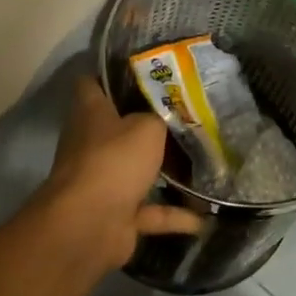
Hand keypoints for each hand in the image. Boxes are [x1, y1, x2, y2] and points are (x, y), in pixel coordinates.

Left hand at [35, 78, 204, 270]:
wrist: (89, 226)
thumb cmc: (114, 160)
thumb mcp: (147, 126)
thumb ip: (159, 118)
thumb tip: (165, 120)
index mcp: (91, 113)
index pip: (92, 84)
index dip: (112, 74)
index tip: (144, 70)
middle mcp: (92, 144)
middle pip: (119, 127)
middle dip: (149, 122)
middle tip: (186, 113)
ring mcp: (103, 181)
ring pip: (137, 170)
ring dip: (164, 170)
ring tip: (201, 160)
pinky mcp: (117, 214)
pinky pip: (151, 211)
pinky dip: (175, 215)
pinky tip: (205, 218)